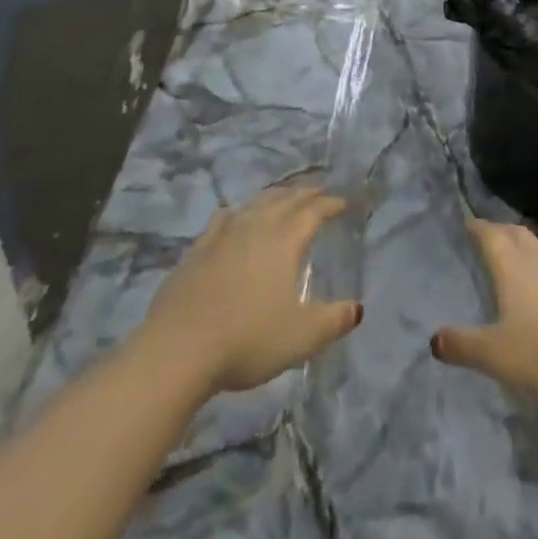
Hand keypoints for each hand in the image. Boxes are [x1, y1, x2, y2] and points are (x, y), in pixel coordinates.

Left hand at [138, 186, 362, 394]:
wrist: (180, 347)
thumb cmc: (248, 339)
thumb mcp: (301, 337)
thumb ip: (333, 321)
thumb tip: (357, 309)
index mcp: (285, 241)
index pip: (312, 212)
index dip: (329, 204)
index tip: (342, 202)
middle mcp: (256, 227)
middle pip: (285, 200)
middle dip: (304, 194)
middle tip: (317, 192)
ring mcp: (224, 235)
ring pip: (255, 204)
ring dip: (274, 197)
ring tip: (283, 198)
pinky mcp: (198, 249)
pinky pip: (224, 219)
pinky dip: (238, 212)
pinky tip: (234, 216)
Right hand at [431, 218, 537, 403]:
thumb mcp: (497, 355)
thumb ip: (464, 347)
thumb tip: (433, 341)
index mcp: (512, 267)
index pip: (491, 236)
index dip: (479, 228)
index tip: (469, 223)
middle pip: (518, 235)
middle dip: (502, 231)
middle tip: (491, 234)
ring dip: (528, 246)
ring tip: (520, 254)